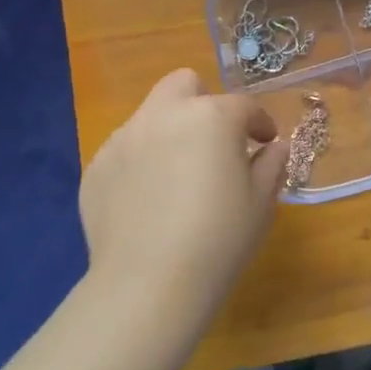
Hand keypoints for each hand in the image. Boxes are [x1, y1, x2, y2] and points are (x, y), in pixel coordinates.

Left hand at [78, 70, 286, 311]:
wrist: (148, 285)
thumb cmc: (219, 240)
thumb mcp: (261, 203)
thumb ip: (271, 164)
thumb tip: (273, 147)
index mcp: (211, 117)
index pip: (243, 105)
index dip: (259, 123)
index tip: (265, 142)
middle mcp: (164, 115)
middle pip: (184, 84)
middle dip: (203, 102)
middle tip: (214, 141)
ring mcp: (123, 138)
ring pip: (151, 115)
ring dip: (170, 131)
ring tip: (177, 176)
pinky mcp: (97, 167)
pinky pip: (125, 150)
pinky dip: (141, 162)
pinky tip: (148, 200)